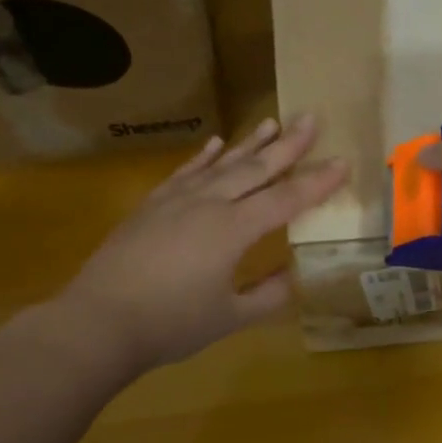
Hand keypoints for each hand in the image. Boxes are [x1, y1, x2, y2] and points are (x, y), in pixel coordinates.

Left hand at [54, 116, 345, 372]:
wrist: (98, 321)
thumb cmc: (169, 324)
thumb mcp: (228, 318)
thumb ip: (267, 296)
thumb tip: (292, 278)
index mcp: (233, 230)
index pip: (285, 200)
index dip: (316, 182)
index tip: (342, 161)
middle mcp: (208, 204)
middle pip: (256, 169)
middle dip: (288, 145)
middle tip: (311, 118)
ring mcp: (176, 200)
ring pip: (221, 164)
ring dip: (249, 143)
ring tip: (272, 122)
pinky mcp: (151, 206)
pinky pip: (185, 172)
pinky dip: (203, 157)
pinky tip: (215, 143)